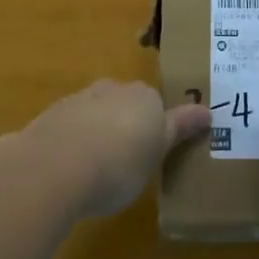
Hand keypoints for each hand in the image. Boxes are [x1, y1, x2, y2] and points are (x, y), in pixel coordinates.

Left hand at [16, 79, 210, 218]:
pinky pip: (69, 127)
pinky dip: (72, 142)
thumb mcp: (157, 153)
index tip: (152, 152)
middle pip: (124, 104)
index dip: (155, 128)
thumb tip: (208, 111)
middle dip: (125, 125)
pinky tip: (68, 170)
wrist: (54, 167)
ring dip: (97, 133)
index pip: (155, 104)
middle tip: (126, 161)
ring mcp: (79, 99)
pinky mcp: (51, 116)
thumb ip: (179, 129)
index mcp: (144, 96)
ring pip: (95, 112)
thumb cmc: (118, 164)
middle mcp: (113, 89)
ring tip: (95, 170)